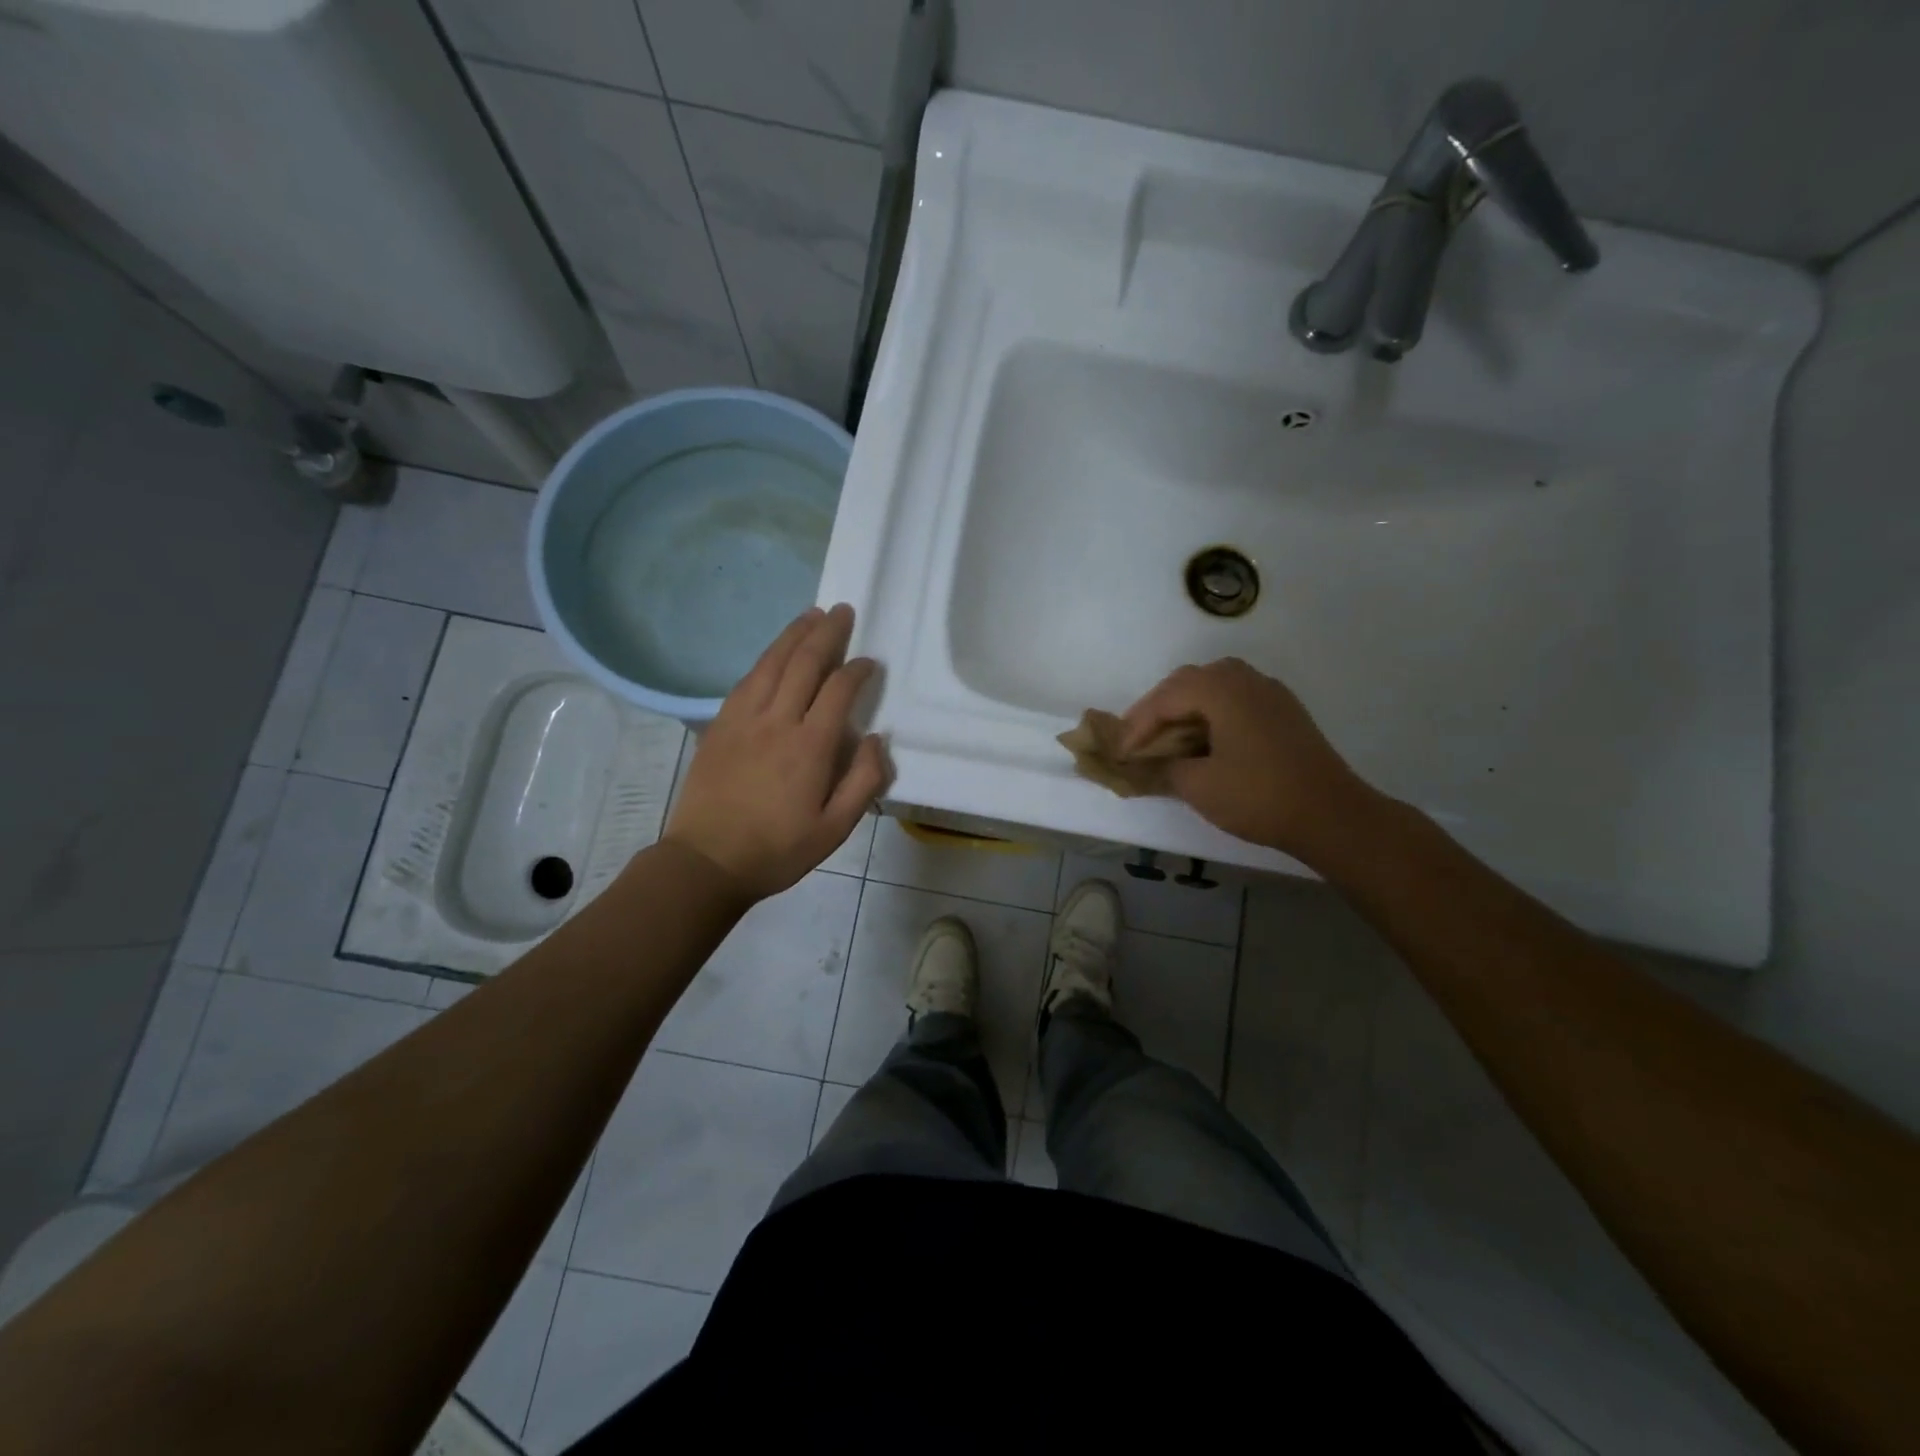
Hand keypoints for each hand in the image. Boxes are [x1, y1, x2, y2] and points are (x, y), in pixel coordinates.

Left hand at [664, 604, 889, 899]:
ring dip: (794, 634)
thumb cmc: (777, 850)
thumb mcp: (835, 829)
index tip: (870, 662)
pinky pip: (746, 679)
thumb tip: (877, 739)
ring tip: (811, 615)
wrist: (706, 861)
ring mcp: (743, 719)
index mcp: (810, 746)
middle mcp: (777, 721)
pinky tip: (774, 653)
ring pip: (772, 663)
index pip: (839, 690)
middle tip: (842, 611)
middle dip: (827, 633)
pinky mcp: (720, 724)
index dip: (857, 670)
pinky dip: (766, 658)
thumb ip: (864, 782)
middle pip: (804, 663)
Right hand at [1119, 658, 1379, 862]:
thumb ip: (1164, 768)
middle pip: (1189, 681)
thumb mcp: (1199, 786)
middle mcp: (1246, 680)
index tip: (1121, 752)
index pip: (1166, 697)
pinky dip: (1212, 712)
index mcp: (1222, 689)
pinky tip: (1206, 739)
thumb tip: (1145, 765)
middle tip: (1139, 738)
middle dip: (1159, 708)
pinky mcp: (1285, 712)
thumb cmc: (1259, 796)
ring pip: (1215, 685)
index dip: (1138, 725)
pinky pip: (1237, 698)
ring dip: (1186, 707)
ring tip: (1169, 736)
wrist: (1332, 815)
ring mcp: (1270, 693)